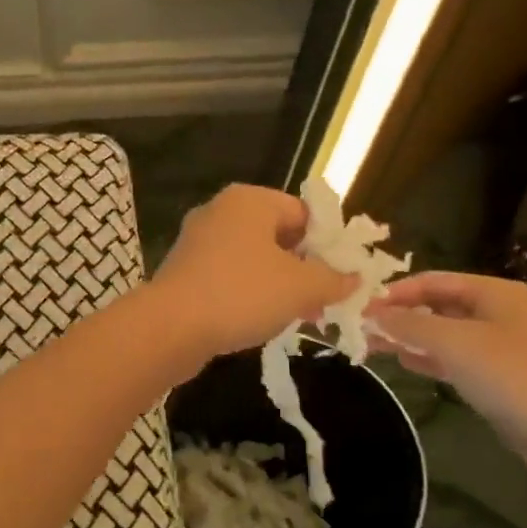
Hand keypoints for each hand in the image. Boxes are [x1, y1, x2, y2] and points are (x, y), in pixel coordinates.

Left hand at [150, 184, 357, 359]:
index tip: (343, 276)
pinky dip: (248, 293)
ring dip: (278, 284)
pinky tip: (260, 321)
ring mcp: (197, 241)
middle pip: (278, 235)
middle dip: (304, 267)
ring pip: (253, 258)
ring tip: (298, 315)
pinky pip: (228, 276)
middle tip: (324, 299)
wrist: (170, 327)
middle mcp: (220, 211)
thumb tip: (356, 278)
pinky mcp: (184, 271)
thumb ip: (334, 279)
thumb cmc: (242, 293)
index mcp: (249, 200)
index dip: (329, 244)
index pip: (304, 212)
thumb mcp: (301, 286)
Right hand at [366, 271, 526, 460]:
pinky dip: (428, 356)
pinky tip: (404, 362)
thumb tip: (372, 313)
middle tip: (362, 328)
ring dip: (410, 336)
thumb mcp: (454, 343)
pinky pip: (454, 357)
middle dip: (400, 314)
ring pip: (444, 332)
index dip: (395, 292)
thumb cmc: (511, 376)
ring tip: (374, 345)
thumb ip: (409, 324)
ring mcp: (499, 344)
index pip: (433, 280)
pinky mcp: (498, 375)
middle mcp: (497, 311)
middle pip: (438, 304)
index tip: (361, 308)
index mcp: (494, 292)